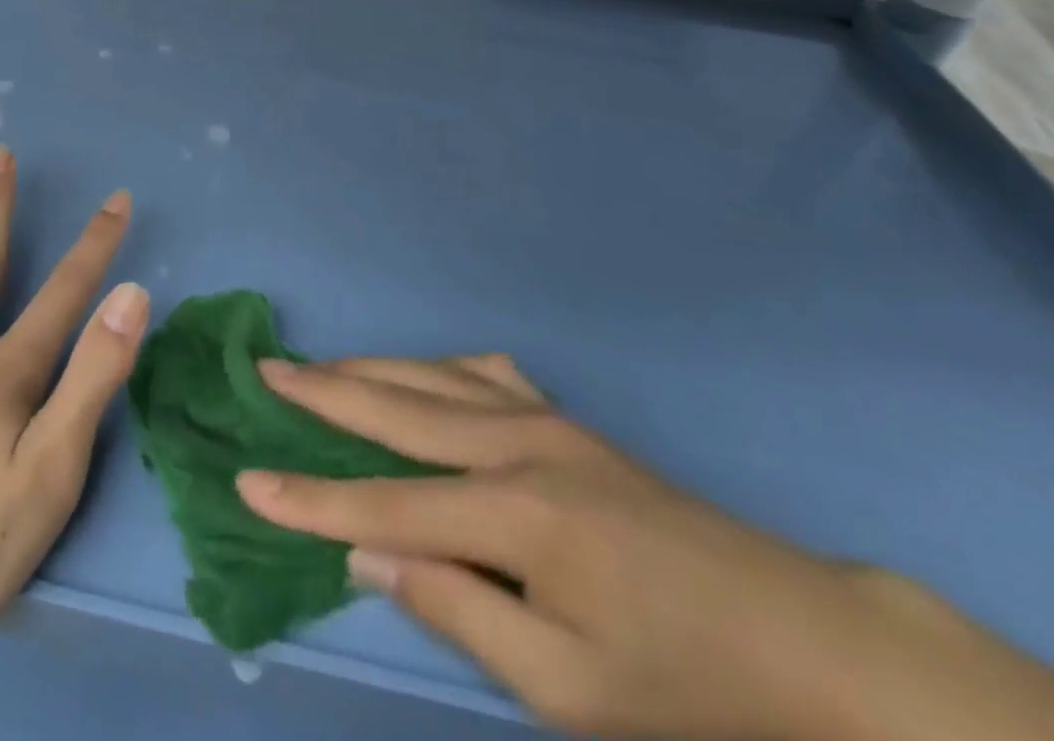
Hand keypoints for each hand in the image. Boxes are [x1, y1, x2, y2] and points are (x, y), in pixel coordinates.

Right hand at [235, 355, 1053, 740]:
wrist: (806, 640)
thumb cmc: (686, 686)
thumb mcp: (568, 687)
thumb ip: (457, 610)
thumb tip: (368, 553)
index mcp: (512, 514)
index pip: (384, 502)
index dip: (310, 498)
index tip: (247, 482)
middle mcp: (515, 444)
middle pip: (396, 407)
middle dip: (324, 392)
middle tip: (267, 370)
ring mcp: (544, 419)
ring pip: (431, 376)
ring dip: (369, 368)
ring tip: (320, 366)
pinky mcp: (566, 419)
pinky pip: (481, 373)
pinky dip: (434, 367)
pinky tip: (424, 375)